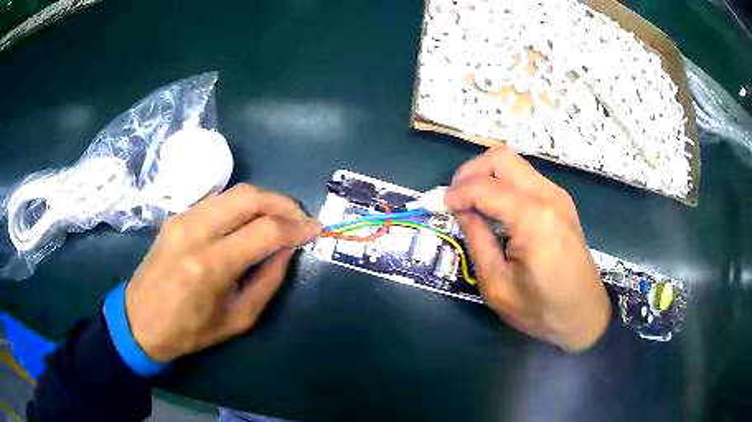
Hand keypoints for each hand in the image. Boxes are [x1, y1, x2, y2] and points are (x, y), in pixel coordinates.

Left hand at [125, 184, 321, 361]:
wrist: (140, 320)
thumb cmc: (190, 330)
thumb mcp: (239, 319)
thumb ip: (268, 280)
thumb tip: (288, 249)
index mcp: (210, 267)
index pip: (265, 231)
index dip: (297, 228)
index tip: (316, 229)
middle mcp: (195, 232)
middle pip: (250, 197)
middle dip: (284, 203)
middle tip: (301, 219)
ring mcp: (183, 218)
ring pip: (235, 192)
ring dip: (265, 200)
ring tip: (281, 217)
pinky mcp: (177, 216)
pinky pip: (219, 201)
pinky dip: (243, 205)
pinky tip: (251, 220)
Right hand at [445, 146, 610, 351]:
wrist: (584, 314)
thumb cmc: (541, 309)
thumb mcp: (497, 286)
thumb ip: (477, 242)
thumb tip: (461, 212)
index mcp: (533, 219)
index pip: (484, 186)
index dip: (456, 192)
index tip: (440, 207)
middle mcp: (548, 196)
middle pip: (501, 157)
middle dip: (470, 171)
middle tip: (455, 198)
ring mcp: (558, 195)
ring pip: (514, 163)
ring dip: (487, 175)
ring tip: (472, 203)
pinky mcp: (561, 201)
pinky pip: (526, 177)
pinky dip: (504, 183)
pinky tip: (496, 208)